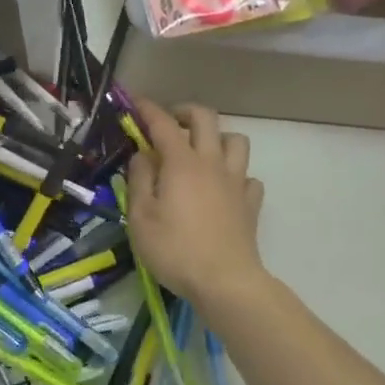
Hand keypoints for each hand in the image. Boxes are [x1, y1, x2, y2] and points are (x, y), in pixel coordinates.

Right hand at [126, 101, 266, 307]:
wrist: (225, 282)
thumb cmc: (174, 249)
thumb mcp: (140, 217)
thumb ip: (139, 180)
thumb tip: (142, 155)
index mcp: (182, 163)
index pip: (163, 123)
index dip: (147, 109)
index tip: (134, 102)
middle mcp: (212, 163)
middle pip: (206, 118)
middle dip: (185, 112)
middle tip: (169, 123)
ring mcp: (237, 182)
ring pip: (236, 141)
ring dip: (217, 139)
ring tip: (200, 153)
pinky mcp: (250, 203)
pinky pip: (248, 177)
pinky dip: (236, 175)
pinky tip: (223, 189)